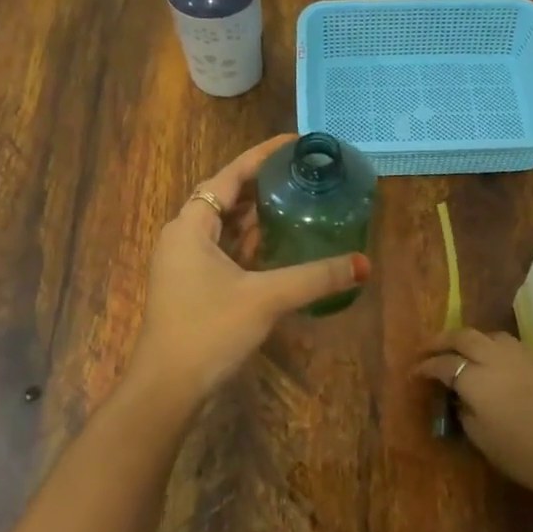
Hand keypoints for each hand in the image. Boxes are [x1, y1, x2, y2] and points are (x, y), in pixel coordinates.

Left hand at [127, 134, 369, 405]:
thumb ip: (315, 277)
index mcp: (190, 226)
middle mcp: (184, 237)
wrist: (168, 388)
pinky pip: (225, 251)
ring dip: (257, 215)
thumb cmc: (209, 330)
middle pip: (226, 197)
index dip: (261, 156)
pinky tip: (278, 245)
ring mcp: (186, 263)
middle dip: (262, 184)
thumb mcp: (266, 298)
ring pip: (225, 226)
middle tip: (302, 174)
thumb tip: (364, 264)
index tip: (294, 143)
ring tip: (296, 201)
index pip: (229, 176)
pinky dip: (250, 243)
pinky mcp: (193, 286)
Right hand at [415, 328, 532, 506]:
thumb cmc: (529, 457)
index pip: (444, 364)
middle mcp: (496, 358)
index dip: (426, 367)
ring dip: (470, 339)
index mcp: (477, 379)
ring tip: (461, 352)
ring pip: (488, 335)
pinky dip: (492, 346)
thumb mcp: (486, 442)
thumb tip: (461, 399)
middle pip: (464, 336)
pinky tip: (492, 362)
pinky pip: (508, 344)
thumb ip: (467, 414)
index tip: (415, 372)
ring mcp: (523, 356)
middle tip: (428, 349)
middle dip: (442, 340)